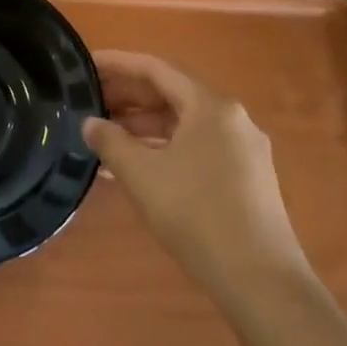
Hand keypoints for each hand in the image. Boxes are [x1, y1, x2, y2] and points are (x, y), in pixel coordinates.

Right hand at [83, 51, 308, 298]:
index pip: (156, 69)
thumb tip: (90, 123)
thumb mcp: (141, 174)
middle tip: (89, 102)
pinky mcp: (245, 179)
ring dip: (142, 127)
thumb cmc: (196, 214)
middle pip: (171, 95)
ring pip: (183, 125)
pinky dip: (162, 150)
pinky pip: (195, 149)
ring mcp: (242, 150)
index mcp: (210, 106)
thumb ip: (110, 141)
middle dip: (128, 98)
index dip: (117, 64)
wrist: (260, 281)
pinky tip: (133, 169)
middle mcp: (231, 119)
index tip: (85, 65)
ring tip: (103, 138)